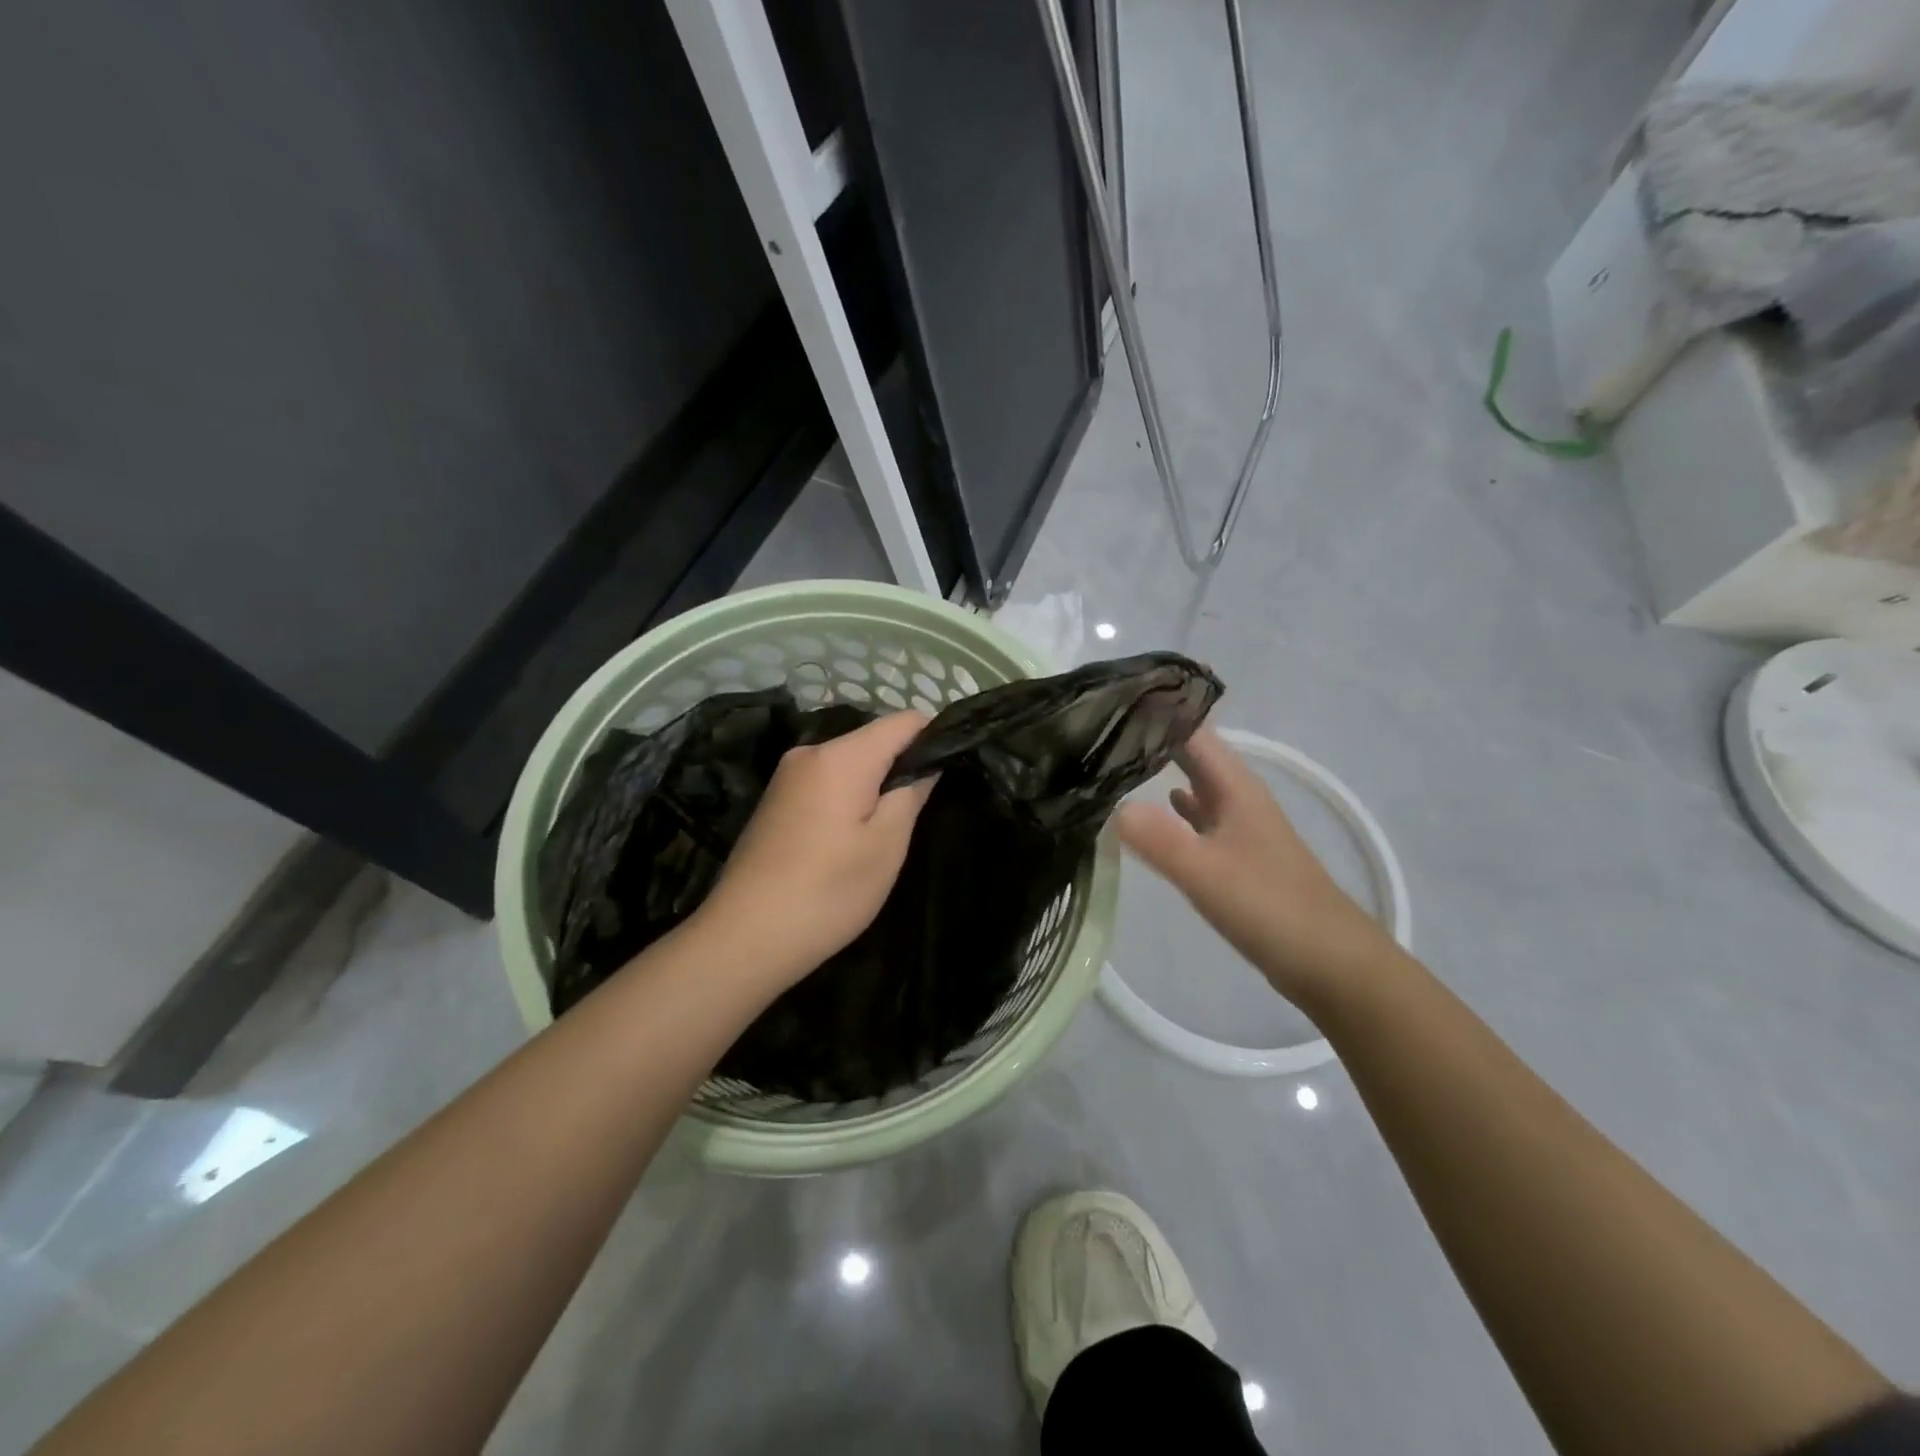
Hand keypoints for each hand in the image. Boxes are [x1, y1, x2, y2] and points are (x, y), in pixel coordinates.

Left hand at [696, 711, 936, 988]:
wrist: (745, 936)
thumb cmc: (828, 891)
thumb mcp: (887, 845)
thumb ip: (911, 793)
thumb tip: (926, 763)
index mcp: (841, 756)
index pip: (903, 721)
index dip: (934, 737)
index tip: (952, 769)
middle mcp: (811, 752)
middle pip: (873, 739)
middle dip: (902, 765)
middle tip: (922, 810)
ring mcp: (787, 775)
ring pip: (849, 762)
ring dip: (875, 784)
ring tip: (889, 828)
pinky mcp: (775, 800)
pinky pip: (826, 781)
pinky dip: (848, 796)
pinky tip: (850, 837)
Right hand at [1115, 726, 1398, 1004]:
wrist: (1332, 963)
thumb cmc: (1272, 909)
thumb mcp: (1209, 874)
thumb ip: (1161, 840)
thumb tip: (1112, 807)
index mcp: (1235, 786)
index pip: (1191, 730)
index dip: (1155, 711)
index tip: (1109, 701)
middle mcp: (1238, 796)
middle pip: (1193, 753)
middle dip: (1153, 737)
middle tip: (1100, 728)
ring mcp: (1240, 826)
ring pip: (1196, 783)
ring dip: (1161, 771)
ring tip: (1114, 761)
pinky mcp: (1238, 855)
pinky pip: (1199, 817)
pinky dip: (1174, 809)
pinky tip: (1154, 811)